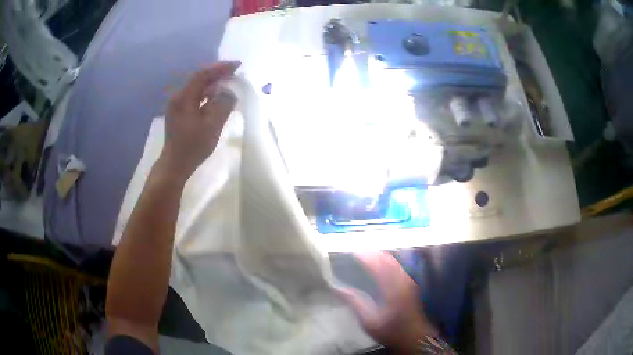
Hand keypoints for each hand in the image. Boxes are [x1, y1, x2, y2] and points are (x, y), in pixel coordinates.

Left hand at [159, 61, 240, 179]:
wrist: (174, 165)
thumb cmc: (193, 147)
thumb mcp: (212, 126)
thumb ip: (223, 105)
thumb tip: (230, 91)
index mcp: (184, 98)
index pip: (203, 75)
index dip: (220, 68)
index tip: (237, 65)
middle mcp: (178, 98)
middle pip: (199, 79)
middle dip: (217, 75)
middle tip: (235, 74)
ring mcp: (177, 106)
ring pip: (197, 88)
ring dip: (213, 84)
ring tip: (229, 84)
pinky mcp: (179, 114)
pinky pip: (195, 97)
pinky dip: (207, 95)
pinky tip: (216, 98)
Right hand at [339, 252, 436, 354]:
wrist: (414, 337)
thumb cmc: (390, 330)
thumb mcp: (369, 321)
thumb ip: (355, 303)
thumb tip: (338, 289)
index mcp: (393, 289)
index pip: (378, 266)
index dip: (366, 257)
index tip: (353, 251)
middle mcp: (403, 281)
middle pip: (388, 260)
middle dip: (373, 253)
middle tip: (358, 250)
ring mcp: (409, 282)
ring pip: (394, 262)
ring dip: (380, 256)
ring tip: (366, 254)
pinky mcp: (411, 284)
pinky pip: (397, 266)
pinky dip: (386, 261)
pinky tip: (379, 264)